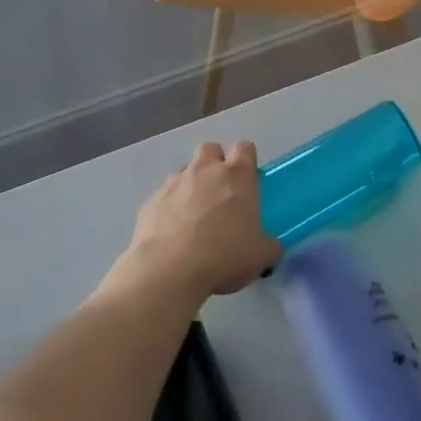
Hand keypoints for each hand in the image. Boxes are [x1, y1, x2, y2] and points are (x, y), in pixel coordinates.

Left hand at [128, 142, 280, 301]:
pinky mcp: (149, 202)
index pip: (244, 148)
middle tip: (219, 193)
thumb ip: (268, 245)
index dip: (246, 160)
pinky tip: (171, 233)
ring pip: (184, 171)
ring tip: (193, 216)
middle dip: (215, 164)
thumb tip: (270, 248)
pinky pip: (163, 196)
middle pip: (210, 149)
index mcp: (237, 175)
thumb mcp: (260, 255)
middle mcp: (205, 171)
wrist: (168, 272)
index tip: (247, 180)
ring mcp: (174, 184)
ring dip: (191, 185)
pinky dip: (168, 208)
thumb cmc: (223, 256)